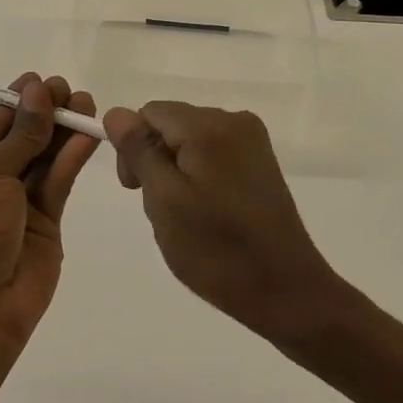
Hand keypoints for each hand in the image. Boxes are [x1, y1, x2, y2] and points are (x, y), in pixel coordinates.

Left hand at [0, 74, 99, 351]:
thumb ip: (20, 135)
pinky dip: (72, 158)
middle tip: (69, 89)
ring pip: (46, 159)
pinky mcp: (48, 225)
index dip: (18, 101)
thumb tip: (37, 90)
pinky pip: (60, 183)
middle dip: (46, 112)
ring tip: (86, 103)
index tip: (42, 80)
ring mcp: (21, 206)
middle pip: (25, 138)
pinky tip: (87, 135)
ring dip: (64, 131)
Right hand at [103, 102, 345, 345]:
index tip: (135, 189)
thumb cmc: (217, 248)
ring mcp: (252, 141)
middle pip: (172, 124)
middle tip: (162, 210)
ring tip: (187, 217)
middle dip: (156, 160)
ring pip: (191, 141)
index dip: (133, 146)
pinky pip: (214, 154)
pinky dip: (200, 177)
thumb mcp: (164, 200)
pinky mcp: (261, 163)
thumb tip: (117, 112)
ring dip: (177, 172)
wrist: (286, 291)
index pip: (151, 112)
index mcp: (209, 125)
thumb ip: (139, 151)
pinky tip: (208, 213)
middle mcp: (234, 120)